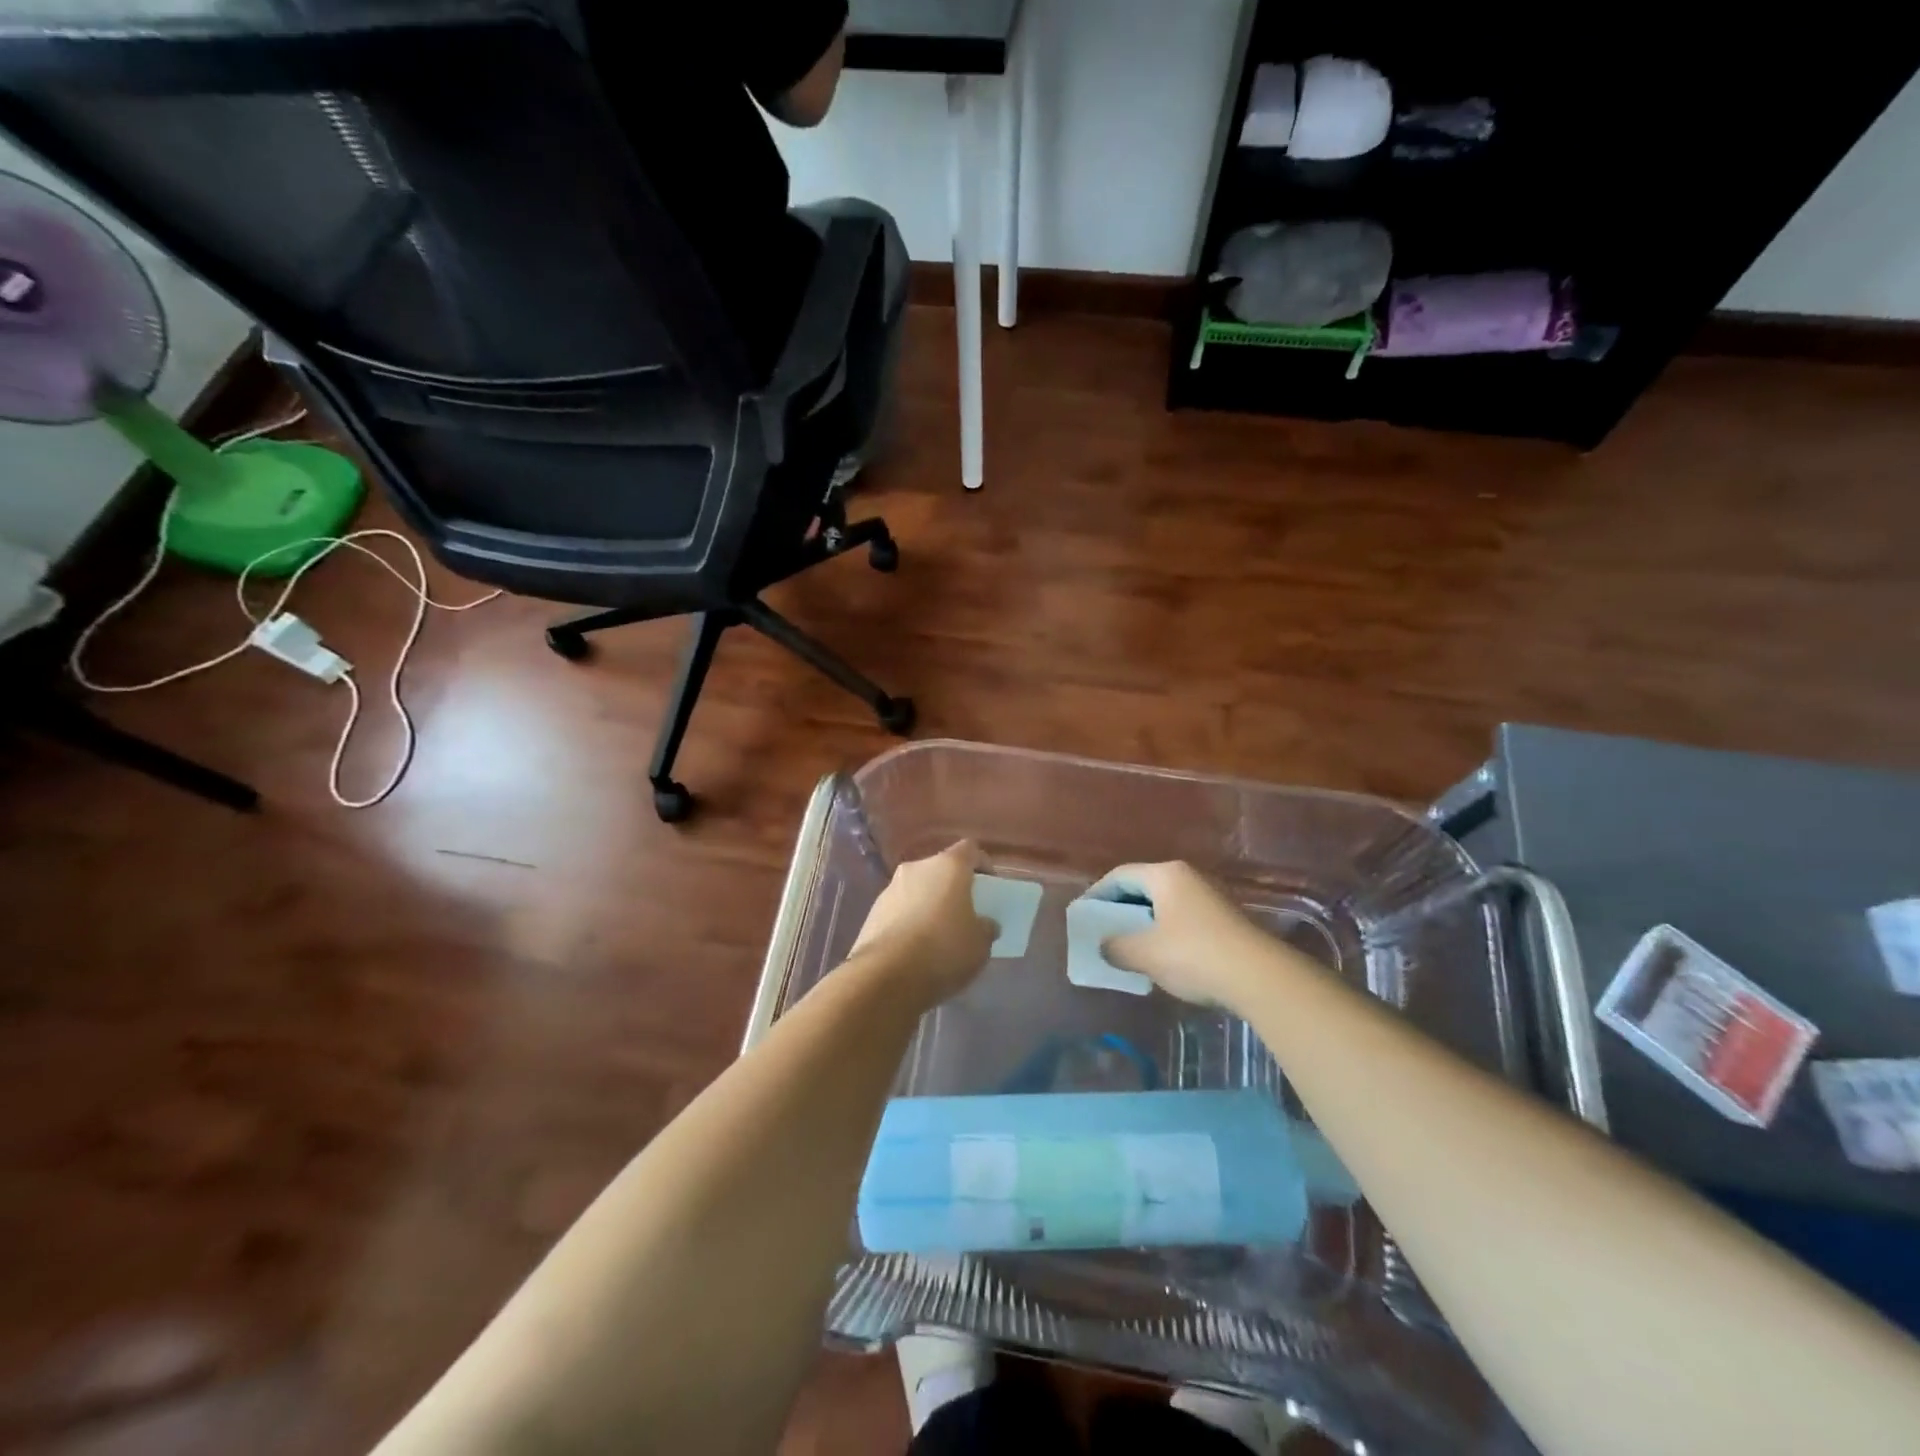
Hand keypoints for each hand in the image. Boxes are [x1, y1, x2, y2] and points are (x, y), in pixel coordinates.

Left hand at [850, 842, 995, 1005]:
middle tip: (964, 912)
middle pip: (941, 869)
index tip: (989, 887)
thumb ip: (986, 928)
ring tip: (938, 934)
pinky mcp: (873, 911)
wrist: (886, 976)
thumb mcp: (980, 945)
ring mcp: (891, 888)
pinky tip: (915, 947)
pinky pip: (899, 909)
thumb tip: (984, 924)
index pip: (970, 850)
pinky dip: (909, 920)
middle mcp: (917, 868)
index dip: (982, 864)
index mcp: (949, 866)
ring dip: (929, 903)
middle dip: (953, 887)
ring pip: (918, 889)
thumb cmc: (944, 950)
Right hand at [1095, 861, 1285, 1008]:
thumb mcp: (1145, 953)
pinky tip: (1161, 957)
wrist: (1260, 977)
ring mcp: (1209, 897)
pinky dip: (1165, 932)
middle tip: (1103, 930)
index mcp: (1166, 875)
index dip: (1097, 894)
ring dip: (1143, 922)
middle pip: (1143, 887)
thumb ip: (1117, 947)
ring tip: (1128, 946)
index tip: (1084, 915)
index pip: (1120, 876)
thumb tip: (1105, 946)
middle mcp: (1188, 877)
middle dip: (1121, 909)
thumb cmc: (1194, 955)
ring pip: (1164, 904)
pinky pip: (1182, 918)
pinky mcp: (1224, 919)